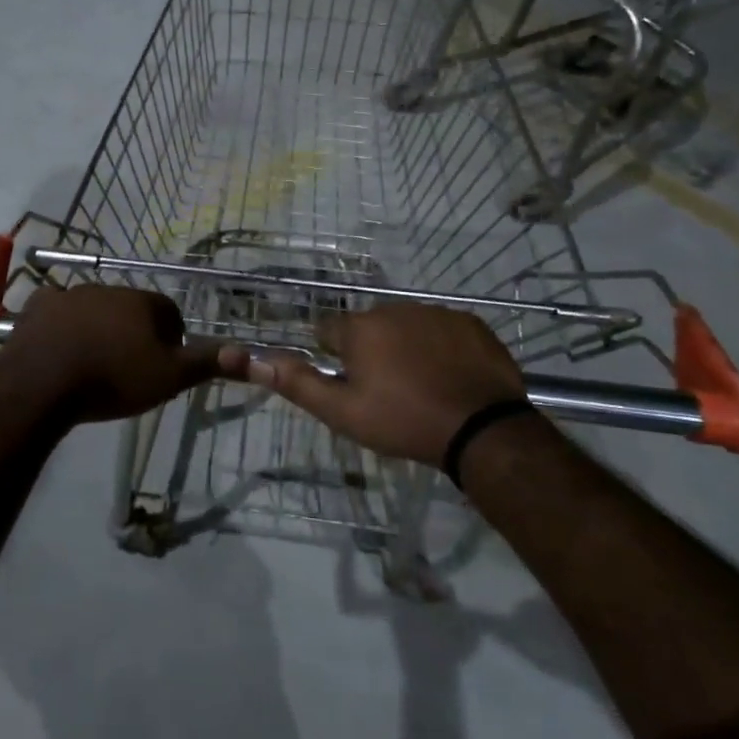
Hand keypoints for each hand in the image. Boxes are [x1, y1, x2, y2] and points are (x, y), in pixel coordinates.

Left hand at [0, 284, 222, 424]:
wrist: (45, 382)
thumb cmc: (113, 378)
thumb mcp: (168, 377)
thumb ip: (205, 363)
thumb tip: (248, 352)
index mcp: (141, 302)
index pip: (169, 311)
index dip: (171, 336)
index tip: (164, 362)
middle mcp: (108, 289)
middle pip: (130, 307)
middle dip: (134, 329)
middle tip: (130, 364)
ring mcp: (70, 295)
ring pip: (94, 307)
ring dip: (98, 326)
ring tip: (95, 360)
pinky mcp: (39, 308)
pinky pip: (55, 310)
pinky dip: (60, 324)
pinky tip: (58, 346)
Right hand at [219, 303, 529, 464]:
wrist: (482, 429)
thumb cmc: (403, 421)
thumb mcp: (343, 412)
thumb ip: (299, 384)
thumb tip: (256, 359)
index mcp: (359, 328)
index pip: (328, 331)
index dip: (335, 357)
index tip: (351, 384)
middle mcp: (393, 309)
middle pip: (369, 326)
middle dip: (371, 350)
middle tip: (388, 391)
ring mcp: (435, 312)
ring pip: (406, 326)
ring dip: (406, 346)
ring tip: (423, 386)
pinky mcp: (470, 323)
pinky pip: (443, 330)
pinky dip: (441, 347)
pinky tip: (451, 377)